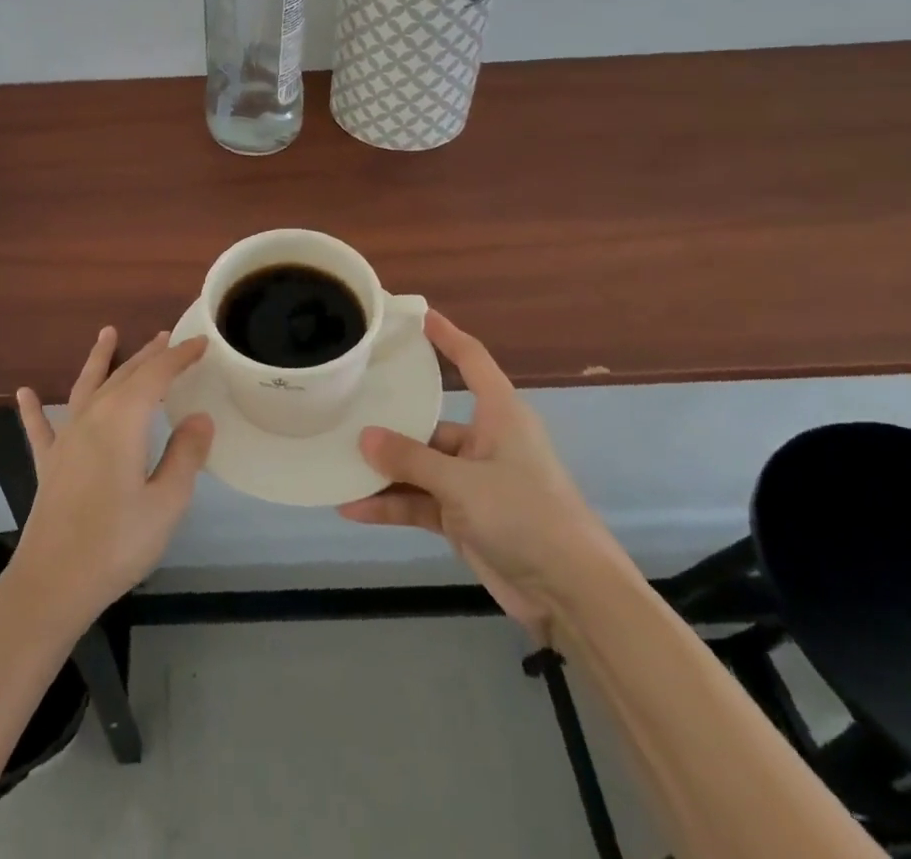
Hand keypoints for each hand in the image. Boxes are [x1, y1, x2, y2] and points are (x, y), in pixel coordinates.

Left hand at [9, 329, 213, 629]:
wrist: (52, 583)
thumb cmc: (116, 543)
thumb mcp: (166, 503)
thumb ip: (185, 455)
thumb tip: (200, 417)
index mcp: (123, 421)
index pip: (156, 375)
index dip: (179, 357)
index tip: (200, 343)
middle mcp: (92, 417)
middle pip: (124, 375)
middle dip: (148, 354)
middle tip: (167, 337)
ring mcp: (66, 439)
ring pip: (86, 386)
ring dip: (99, 359)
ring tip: (107, 334)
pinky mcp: (49, 463)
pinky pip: (41, 427)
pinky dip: (34, 409)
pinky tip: (25, 394)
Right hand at [337, 310, 620, 636]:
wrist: (573, 596)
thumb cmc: (526, 515)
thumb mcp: (463, 483)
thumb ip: (411, 460)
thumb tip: (364, 437)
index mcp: (500, 416)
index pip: (472, 361)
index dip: (447, 336)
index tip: (418, 316)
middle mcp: (484, 442)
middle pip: (429, 421)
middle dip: (390, 422)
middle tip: (345, 405)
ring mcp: (473, 482)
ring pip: (419, 466)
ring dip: (383, 471)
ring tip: (337, 462)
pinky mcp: (464, 518)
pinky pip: (419, 502)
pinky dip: (391, 505)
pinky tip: (353, 508)